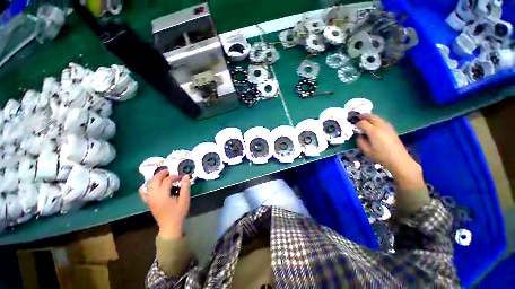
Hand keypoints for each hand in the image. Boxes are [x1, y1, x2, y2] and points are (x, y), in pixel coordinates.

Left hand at [139, 171, 190, 239]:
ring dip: (155, 178)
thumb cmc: (178, 213)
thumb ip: (185, 187)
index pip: (167, 180)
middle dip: (162, 173)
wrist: (169, 226)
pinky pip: (144, 192)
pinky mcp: (148, 202)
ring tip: (163, 176)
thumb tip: (186, 176)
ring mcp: (149, 199)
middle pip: (155, 180)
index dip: (175, 176)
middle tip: (170, 171)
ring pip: (149, 184)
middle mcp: (153, 195)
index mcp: (162, 195)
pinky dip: (146, 186)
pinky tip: (151, 185)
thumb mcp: (184, 199)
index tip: (182, 177)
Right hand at [355, 114, 425, 194]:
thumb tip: (358, 135)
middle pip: (371, 116)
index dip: (356, 123)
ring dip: (370, 117)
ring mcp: (387, 127)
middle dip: (363, 116)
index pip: (362, 123)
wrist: (398, 159)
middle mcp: (381, 126)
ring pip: (377, 117)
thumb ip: (360, 141)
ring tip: (364, 120)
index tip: (353, 126)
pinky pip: (381, 121)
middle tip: (357, 117)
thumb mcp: (366, 150)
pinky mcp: (391, 129)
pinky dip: (375, 120)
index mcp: (373, 131)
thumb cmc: (380, 156)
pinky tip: (373, 125)